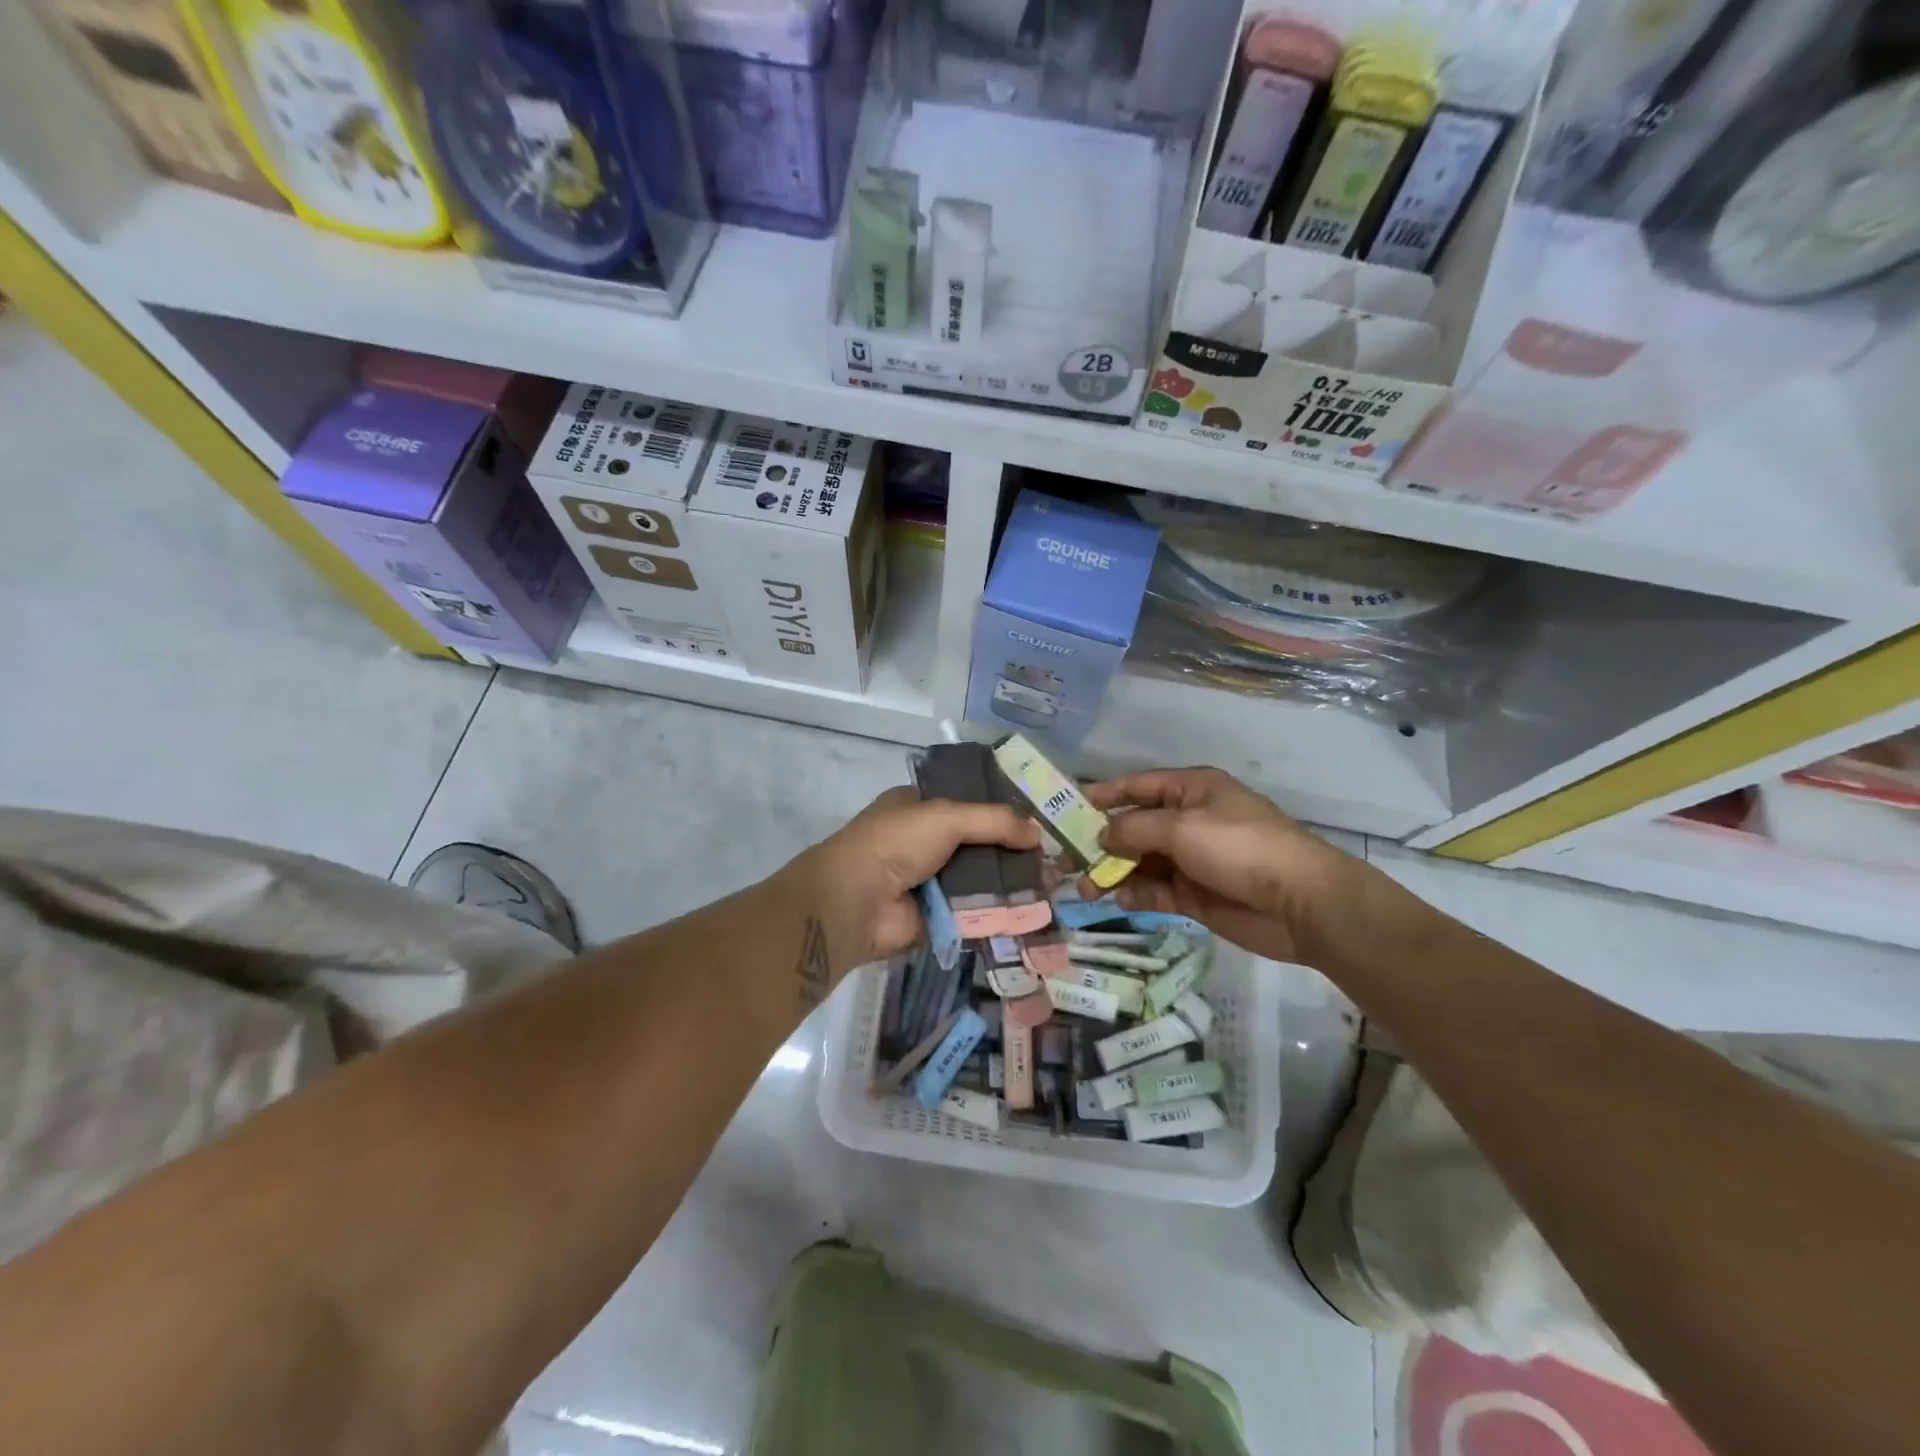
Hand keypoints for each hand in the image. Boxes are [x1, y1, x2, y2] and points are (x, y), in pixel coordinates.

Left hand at [793, 787, 1040, 979]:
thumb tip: (1037, 833)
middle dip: (1014, 852)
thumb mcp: (947, 816)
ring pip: (981, 878)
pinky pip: (976, 911)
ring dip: (1012, 883)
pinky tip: (1035, 912)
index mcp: (920, 807)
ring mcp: (932, 881)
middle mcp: (926, 841)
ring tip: (1053, 887)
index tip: (1040, 822)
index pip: (970, 804)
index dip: (1003, 812)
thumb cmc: (896, 842)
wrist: (856, 901)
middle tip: (1054, 861)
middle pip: (980, 844)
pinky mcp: (938, 916)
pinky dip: (1000, 912)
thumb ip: (995, 821)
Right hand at [1088, 767, 1369, 965]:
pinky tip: (1117, 898)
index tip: (1067, 809)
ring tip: (1083, 887)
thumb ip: (1134, 829)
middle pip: (1134, 827)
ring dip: (1112, 872)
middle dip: (1100, 841)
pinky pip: (1155, 889)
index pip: (1138, 786)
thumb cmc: (1239, 847)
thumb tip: (1102, 836)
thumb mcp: (1182, 827)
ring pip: (1140, 861)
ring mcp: (1192, 859)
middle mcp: (1189, 820)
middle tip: (1064, 859)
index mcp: (1191, 790)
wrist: (1300, 902)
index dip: (1103, 795)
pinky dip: (1135, 893)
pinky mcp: (1195, 894)